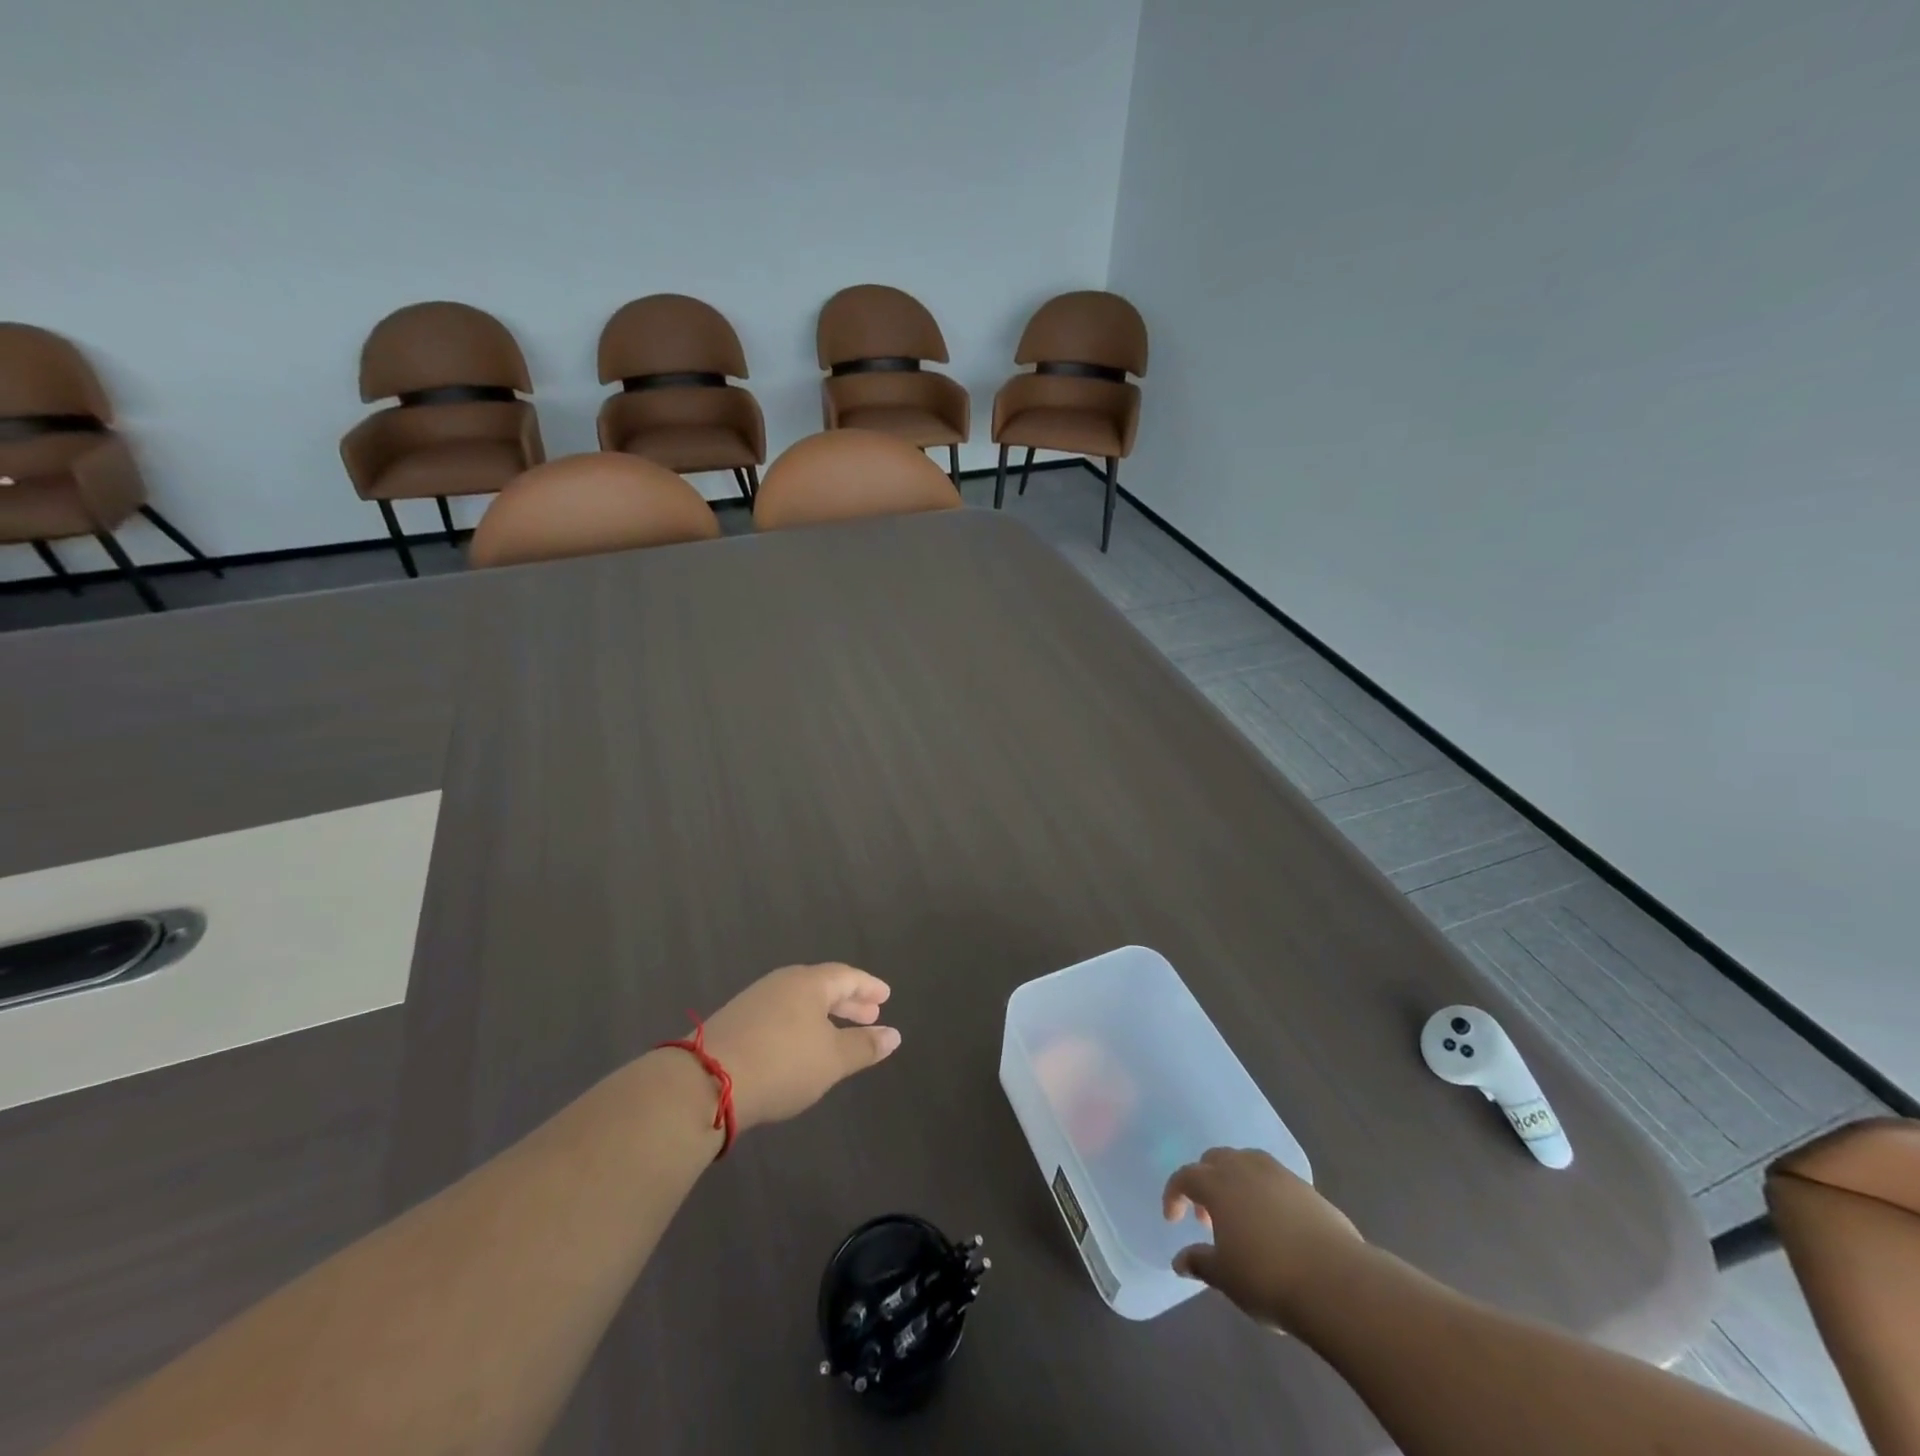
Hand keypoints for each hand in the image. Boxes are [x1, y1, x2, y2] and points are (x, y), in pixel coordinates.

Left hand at [700, 963, 900, 1131]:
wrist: (705, 1083)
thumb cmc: (781, 1064)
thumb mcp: (831, 1060)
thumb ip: (864, 1046)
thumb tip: (894, 1035)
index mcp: (809, 982)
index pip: (847, 977)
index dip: (868, 987)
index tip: (885, 996)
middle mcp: (782, 982)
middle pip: (822, 985)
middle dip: (848, 1001)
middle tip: (869, 1015)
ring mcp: (755, 1000)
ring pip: (799, 1000)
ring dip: (823, 1014)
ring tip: (837, 1032)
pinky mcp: (735, 1021)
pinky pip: (780, 1013)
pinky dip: (799, 1023)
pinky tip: (800, 1044)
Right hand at [1163, 1147, 1365, 1331]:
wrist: (1336, 1282)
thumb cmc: (1268, 1278)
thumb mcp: (1226, 1277)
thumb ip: (1200, 1263)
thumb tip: (1179, 1261)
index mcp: (1218, 1184)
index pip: (1185, 1176)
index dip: (1174, 1194)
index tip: (1173, 1219)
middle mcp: (1244, 1167)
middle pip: (1215, 1159)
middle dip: (1205, 1182)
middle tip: (1208, 1218)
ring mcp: (1278, 1173)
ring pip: (1246, 1162)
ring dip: (1235, 1181)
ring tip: (1241, 1216)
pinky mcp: (1307, 1187)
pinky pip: (1274, 1178)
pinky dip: (1264, 1191)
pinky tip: (1273, 1223)